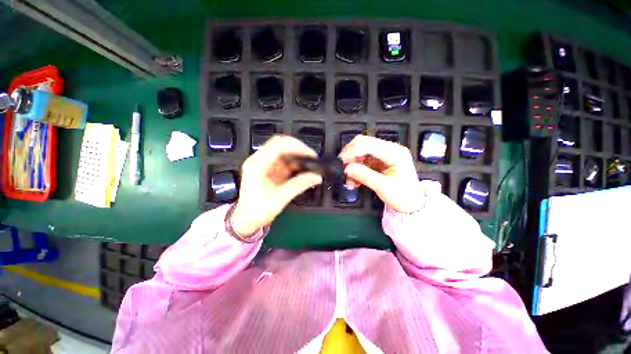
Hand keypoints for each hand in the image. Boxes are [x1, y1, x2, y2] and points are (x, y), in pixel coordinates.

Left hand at [231, 135, 322, 237]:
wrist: (246, 221)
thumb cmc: (258, 210)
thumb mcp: (281, 198)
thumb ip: (300, 184)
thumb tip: (317, 176)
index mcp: (257, 164)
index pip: (279, 145)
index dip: (297, 147)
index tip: (310, 155)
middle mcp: (259, 160)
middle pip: (281, 144)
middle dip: (298, 149)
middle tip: (311, 158)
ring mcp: (263, 164)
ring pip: (283, 152)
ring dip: (297, 156)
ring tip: (309, 165)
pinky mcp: (268, 169)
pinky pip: (283, 161)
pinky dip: (294, 164)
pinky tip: (302, 170)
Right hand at [339, 135, 420, 212]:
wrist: (411, 204)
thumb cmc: (403, 195)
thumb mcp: (383, 187)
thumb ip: (364, 175)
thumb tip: (347, 168)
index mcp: (394, 152)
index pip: (369, 144)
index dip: (353, 150)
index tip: (342, 161)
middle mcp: (388, 150)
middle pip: (363, 144)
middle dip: (350, 155)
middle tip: (343, 167)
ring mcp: (382, 156)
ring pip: (360, 153)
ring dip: (352, 164)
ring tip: (349, 179)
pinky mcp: (378, 162)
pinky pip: (362, 161)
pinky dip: (355, 170)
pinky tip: (354, 180)